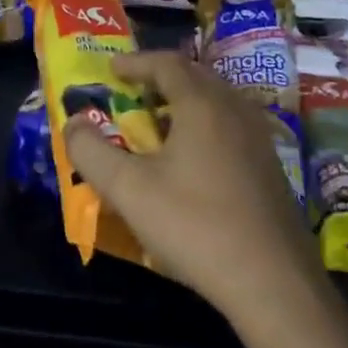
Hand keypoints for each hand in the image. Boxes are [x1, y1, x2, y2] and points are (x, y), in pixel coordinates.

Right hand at [64, 51, 322, 323]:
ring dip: (185, 103)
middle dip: (160, 78)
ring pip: (217, 102)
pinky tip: (193, 161)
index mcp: (201, 104)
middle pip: (195, 76)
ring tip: (159, 124)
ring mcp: (259, 139)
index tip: (112, 69)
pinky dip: (205, 126)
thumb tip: (72, 123)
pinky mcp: (272, 169)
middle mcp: (234, 109)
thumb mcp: (129, 190)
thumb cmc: (196, 226)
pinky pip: (232, 126)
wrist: (275, 285)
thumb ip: (91, 152)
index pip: (166, 63)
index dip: (136, 62)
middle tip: (133, 92)